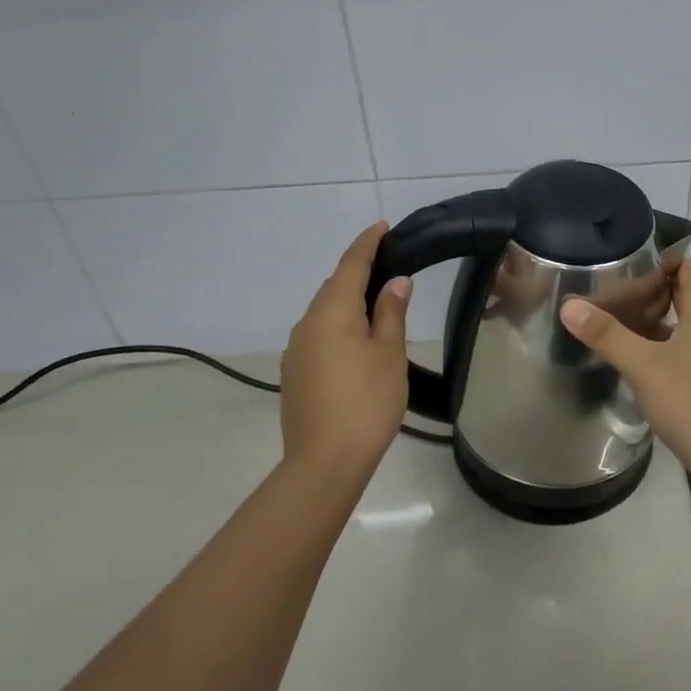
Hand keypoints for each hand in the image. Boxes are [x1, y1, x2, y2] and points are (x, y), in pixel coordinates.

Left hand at [279, 223, 411, 482]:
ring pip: (324, 312)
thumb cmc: (366, 401)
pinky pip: (319, 334)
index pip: (351, 265)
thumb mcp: (389, 353)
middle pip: (333, 287)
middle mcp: (307, 324)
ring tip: (376, 300)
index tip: (382, 226)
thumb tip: (395, 282)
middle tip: (387, 262)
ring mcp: (296, 351)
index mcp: (332, 313)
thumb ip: (390, 313)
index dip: (367, 244)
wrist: (324, 463)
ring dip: (348, 300)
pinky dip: (339, 324)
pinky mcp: (295, 374)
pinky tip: (356, 338)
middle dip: (357, 271)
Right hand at [559, 258, 690, 483]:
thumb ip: (607, 335)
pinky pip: (679, 360)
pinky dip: (657, 352)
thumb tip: (570, 305)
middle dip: (656, 289)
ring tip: (619, 317)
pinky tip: (635, 362)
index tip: (640, 248)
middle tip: (618, 282)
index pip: (689, 276)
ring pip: (681, 333)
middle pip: (685, 303)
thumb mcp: (644, 364)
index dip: (670, 258)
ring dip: (655, 323)